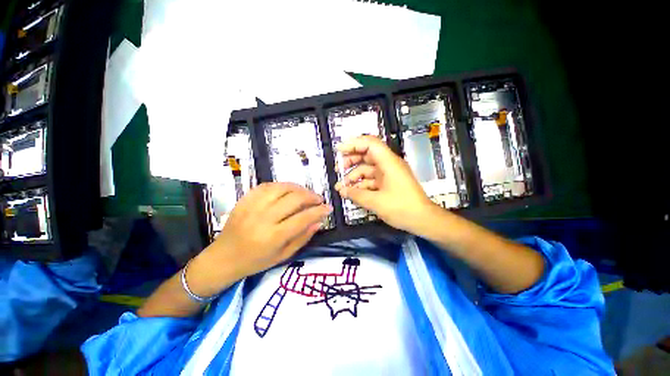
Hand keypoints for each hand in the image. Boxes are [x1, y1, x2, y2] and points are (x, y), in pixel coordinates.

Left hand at [189, 182, 331, 296]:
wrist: (223, 257)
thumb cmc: (256, 261)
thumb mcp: (283, 255)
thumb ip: (303, 237)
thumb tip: (319, 221)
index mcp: (273, 236)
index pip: (303, 218)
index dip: (319, 211)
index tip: (328, 208)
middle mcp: (263, 218)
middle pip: (294, 199)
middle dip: (311, 196)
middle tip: (318, 199)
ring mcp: (252, 206)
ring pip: (282, 188)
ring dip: (298, 188)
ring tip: (305, 193)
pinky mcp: (245, 199)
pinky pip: (267, 185)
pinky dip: (282, 185)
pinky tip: (288, 190)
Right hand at [334, 135, 433, 232]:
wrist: (423, 220)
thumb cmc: (402, 208)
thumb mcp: (376, 202)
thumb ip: (356, 194)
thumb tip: (342, 191)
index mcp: (388, 162)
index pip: (369, 144)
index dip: (353, 144)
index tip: (339, 150)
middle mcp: (388, 164)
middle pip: (367, 155)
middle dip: (350, 160)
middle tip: (338, 169)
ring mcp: (388, 174)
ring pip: (367, 169)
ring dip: (354, 175)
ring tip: (341, 186)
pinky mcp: (388, 183)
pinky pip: (371, 179)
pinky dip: (361, 184)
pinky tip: (352, 192)